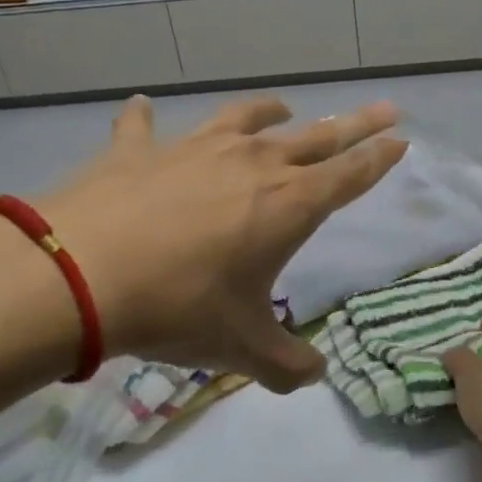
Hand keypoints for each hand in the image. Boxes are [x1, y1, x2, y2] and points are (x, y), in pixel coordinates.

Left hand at [38, 95, 404, 391]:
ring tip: (283, 106)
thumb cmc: (180, 307)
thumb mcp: (243, 347)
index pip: (350, 175)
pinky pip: (144, 127)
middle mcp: (251, 165)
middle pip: (315, 137)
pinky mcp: (137, 152)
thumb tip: (312, 376)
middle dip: (354, 124)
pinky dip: (144, 118)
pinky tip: (142, 106)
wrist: (81, 275)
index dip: (379, 158)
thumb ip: (287, 365)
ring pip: (244, 119)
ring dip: (268, 111)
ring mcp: (193, 150)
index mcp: (288, 205)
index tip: (400, 139)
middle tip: (383, 107)